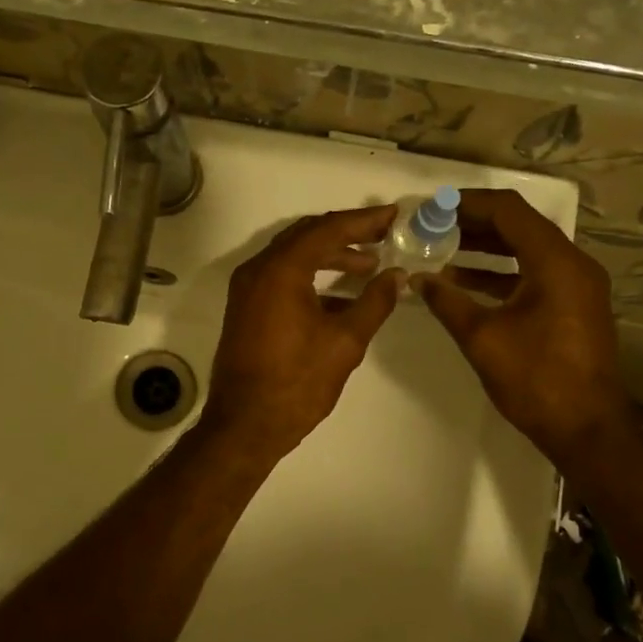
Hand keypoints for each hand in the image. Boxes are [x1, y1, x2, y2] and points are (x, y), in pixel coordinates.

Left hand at [202, 206, 401, 463]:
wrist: (245, 424)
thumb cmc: (297, 382)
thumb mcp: (345, 341)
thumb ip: (374, 302)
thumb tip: (397, 275)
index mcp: (280, 270)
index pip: (327, 229)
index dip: (363, 221)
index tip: (393, 216)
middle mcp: (258, 270)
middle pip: (307, 236)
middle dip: (346, 233)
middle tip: (383, 234)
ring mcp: (248, 289)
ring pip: (293, 256)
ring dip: (330, 255)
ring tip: (368, 265)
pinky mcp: (246, 308)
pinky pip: (282, 277)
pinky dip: (311, 276)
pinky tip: (341, 295)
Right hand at [414, 188, 629, 463]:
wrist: (586, 429)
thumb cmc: (535, 379)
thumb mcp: (482, 338)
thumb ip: (447, 302)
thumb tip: (417, 279)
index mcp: (555, 262)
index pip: (508, 211)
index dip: (467, 204)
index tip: (432, 208)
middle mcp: (572, 264)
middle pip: (519, 226)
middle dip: (473, 224)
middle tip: (432, 227)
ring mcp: (577, 285)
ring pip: (526, 250)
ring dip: (485, 248)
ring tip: (441, 250)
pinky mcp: (573, 305)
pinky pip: (533, 273)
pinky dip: (500, 272)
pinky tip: (464, 283)